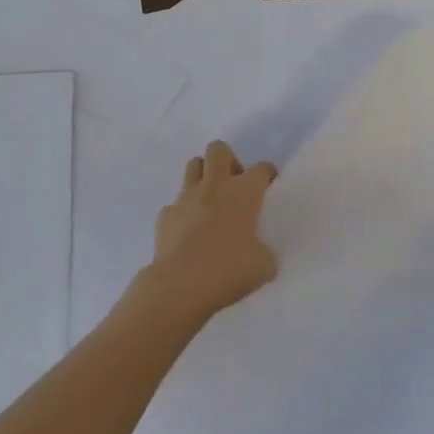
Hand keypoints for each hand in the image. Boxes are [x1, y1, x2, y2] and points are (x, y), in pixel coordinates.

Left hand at [146, 140, 278, 317]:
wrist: (181, 284)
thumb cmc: (230, 270)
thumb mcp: (264, 265)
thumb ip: (263, 250)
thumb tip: (256, 251)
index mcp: (244, 193)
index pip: (261, 169)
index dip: (266, 174)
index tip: (267, 184)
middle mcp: (214, 186)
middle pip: (218, 150)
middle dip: (228, 160)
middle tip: (234, 185)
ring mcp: (186, 197)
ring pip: (193, 166)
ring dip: (203, 176)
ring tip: (210, 200)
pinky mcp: (166, 214)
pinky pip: (176, 204)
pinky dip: (184, 212)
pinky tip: (188, 232)